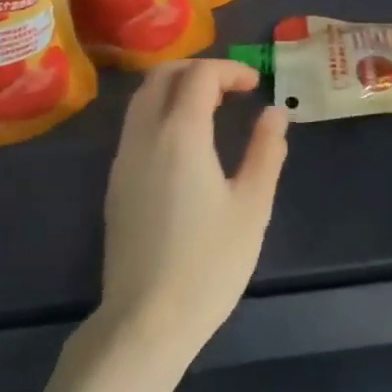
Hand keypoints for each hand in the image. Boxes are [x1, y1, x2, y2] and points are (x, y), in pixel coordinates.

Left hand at [96, 60, 288, 359]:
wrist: (145, 321)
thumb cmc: (208, 263)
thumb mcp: (252, 207)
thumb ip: (266, 152)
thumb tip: (275, 113)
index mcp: (180, 134)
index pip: (199, 75)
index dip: (230, 70)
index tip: (256, 84)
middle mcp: (144, 134)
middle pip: (162, 75)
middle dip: (198, 70)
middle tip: (232, 88)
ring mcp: (123, 158)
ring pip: (143, 97)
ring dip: (176, 88)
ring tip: (211, 108)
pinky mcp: (115, 182)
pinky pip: (135, 124)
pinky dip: (161, 111)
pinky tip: (185, 142)